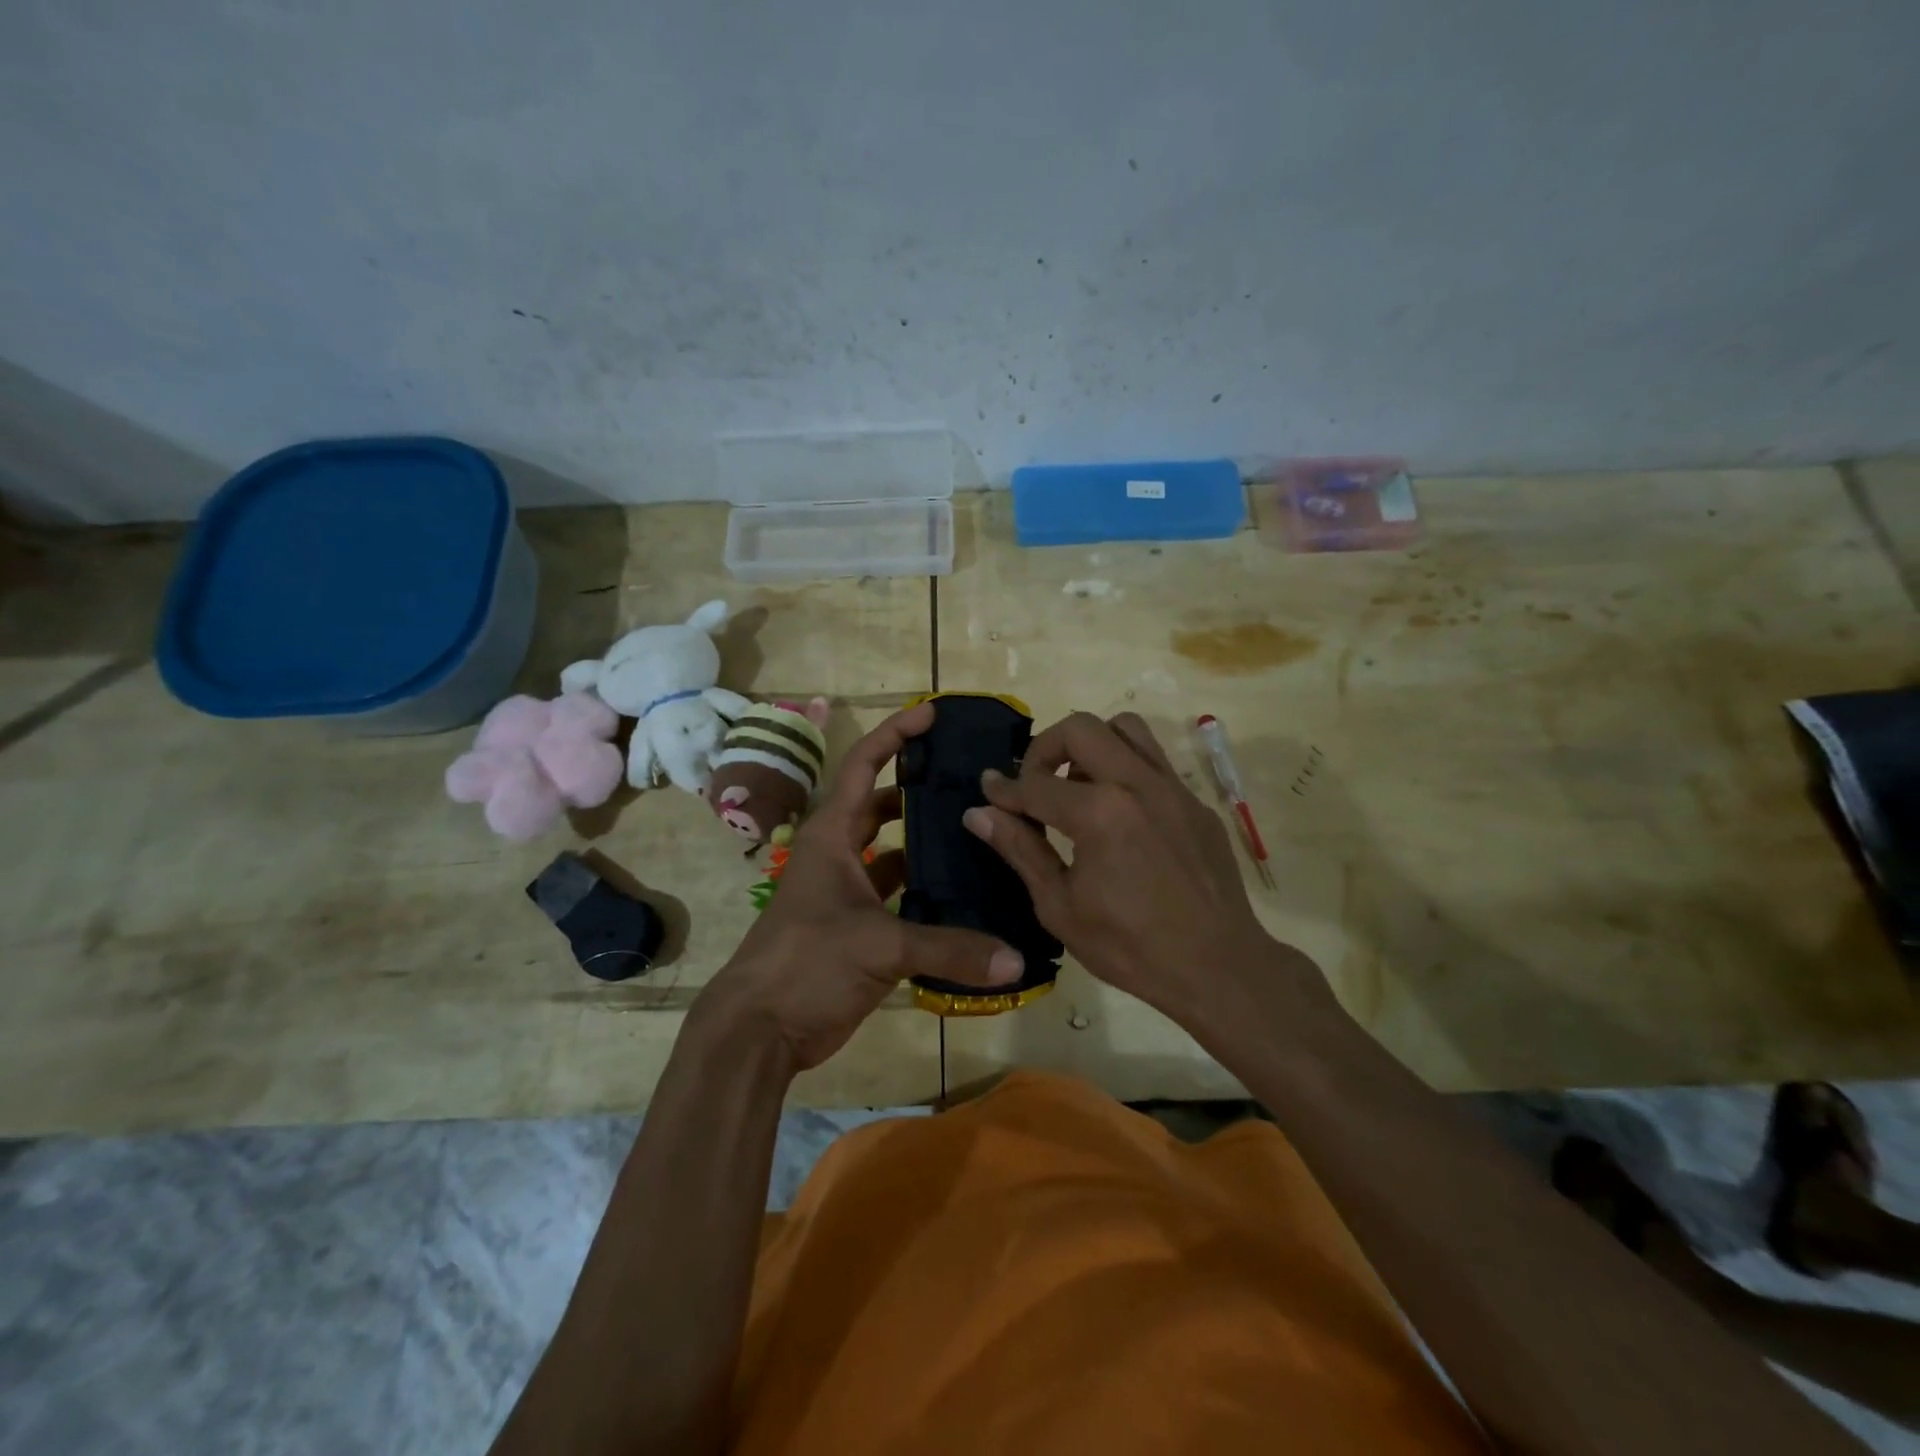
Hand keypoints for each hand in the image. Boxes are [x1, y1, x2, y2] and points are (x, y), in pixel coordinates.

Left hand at [698, 702, 1024, 1070]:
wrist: (759, 1029)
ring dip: (925, 842)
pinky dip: (924, 891)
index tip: (932, 714)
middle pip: (882, 805)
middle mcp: (838, 854)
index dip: (895, 734)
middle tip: (970, 779)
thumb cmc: (806, 963)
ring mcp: (847, 891)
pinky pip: (897, 895)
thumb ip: (948, 949)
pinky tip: (963, 893)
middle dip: (920, 787)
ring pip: (892, 851)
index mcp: (831, 835)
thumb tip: (1015, 958)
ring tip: (976, 831)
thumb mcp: (878, 946)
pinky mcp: (857, 926)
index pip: (864, 765)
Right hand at [963, 711, 1324, 1035]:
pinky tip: (1120, 815)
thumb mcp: (1060, 906)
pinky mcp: (1195, 802)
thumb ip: (1020, 850)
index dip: (1004, 788)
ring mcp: (1173, 788)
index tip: (988, 789)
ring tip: (1078, 786)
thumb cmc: (1130, 947)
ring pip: (1125, 728)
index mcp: (1099, 813)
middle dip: (1044, 749)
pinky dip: (1125, 770)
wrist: (1219, 967)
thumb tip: (978, 813)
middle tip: (1035, 784)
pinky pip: (1154, 762)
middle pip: (1080, 728)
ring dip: (1091, 745)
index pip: (1035, 784)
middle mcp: (1137, 784)